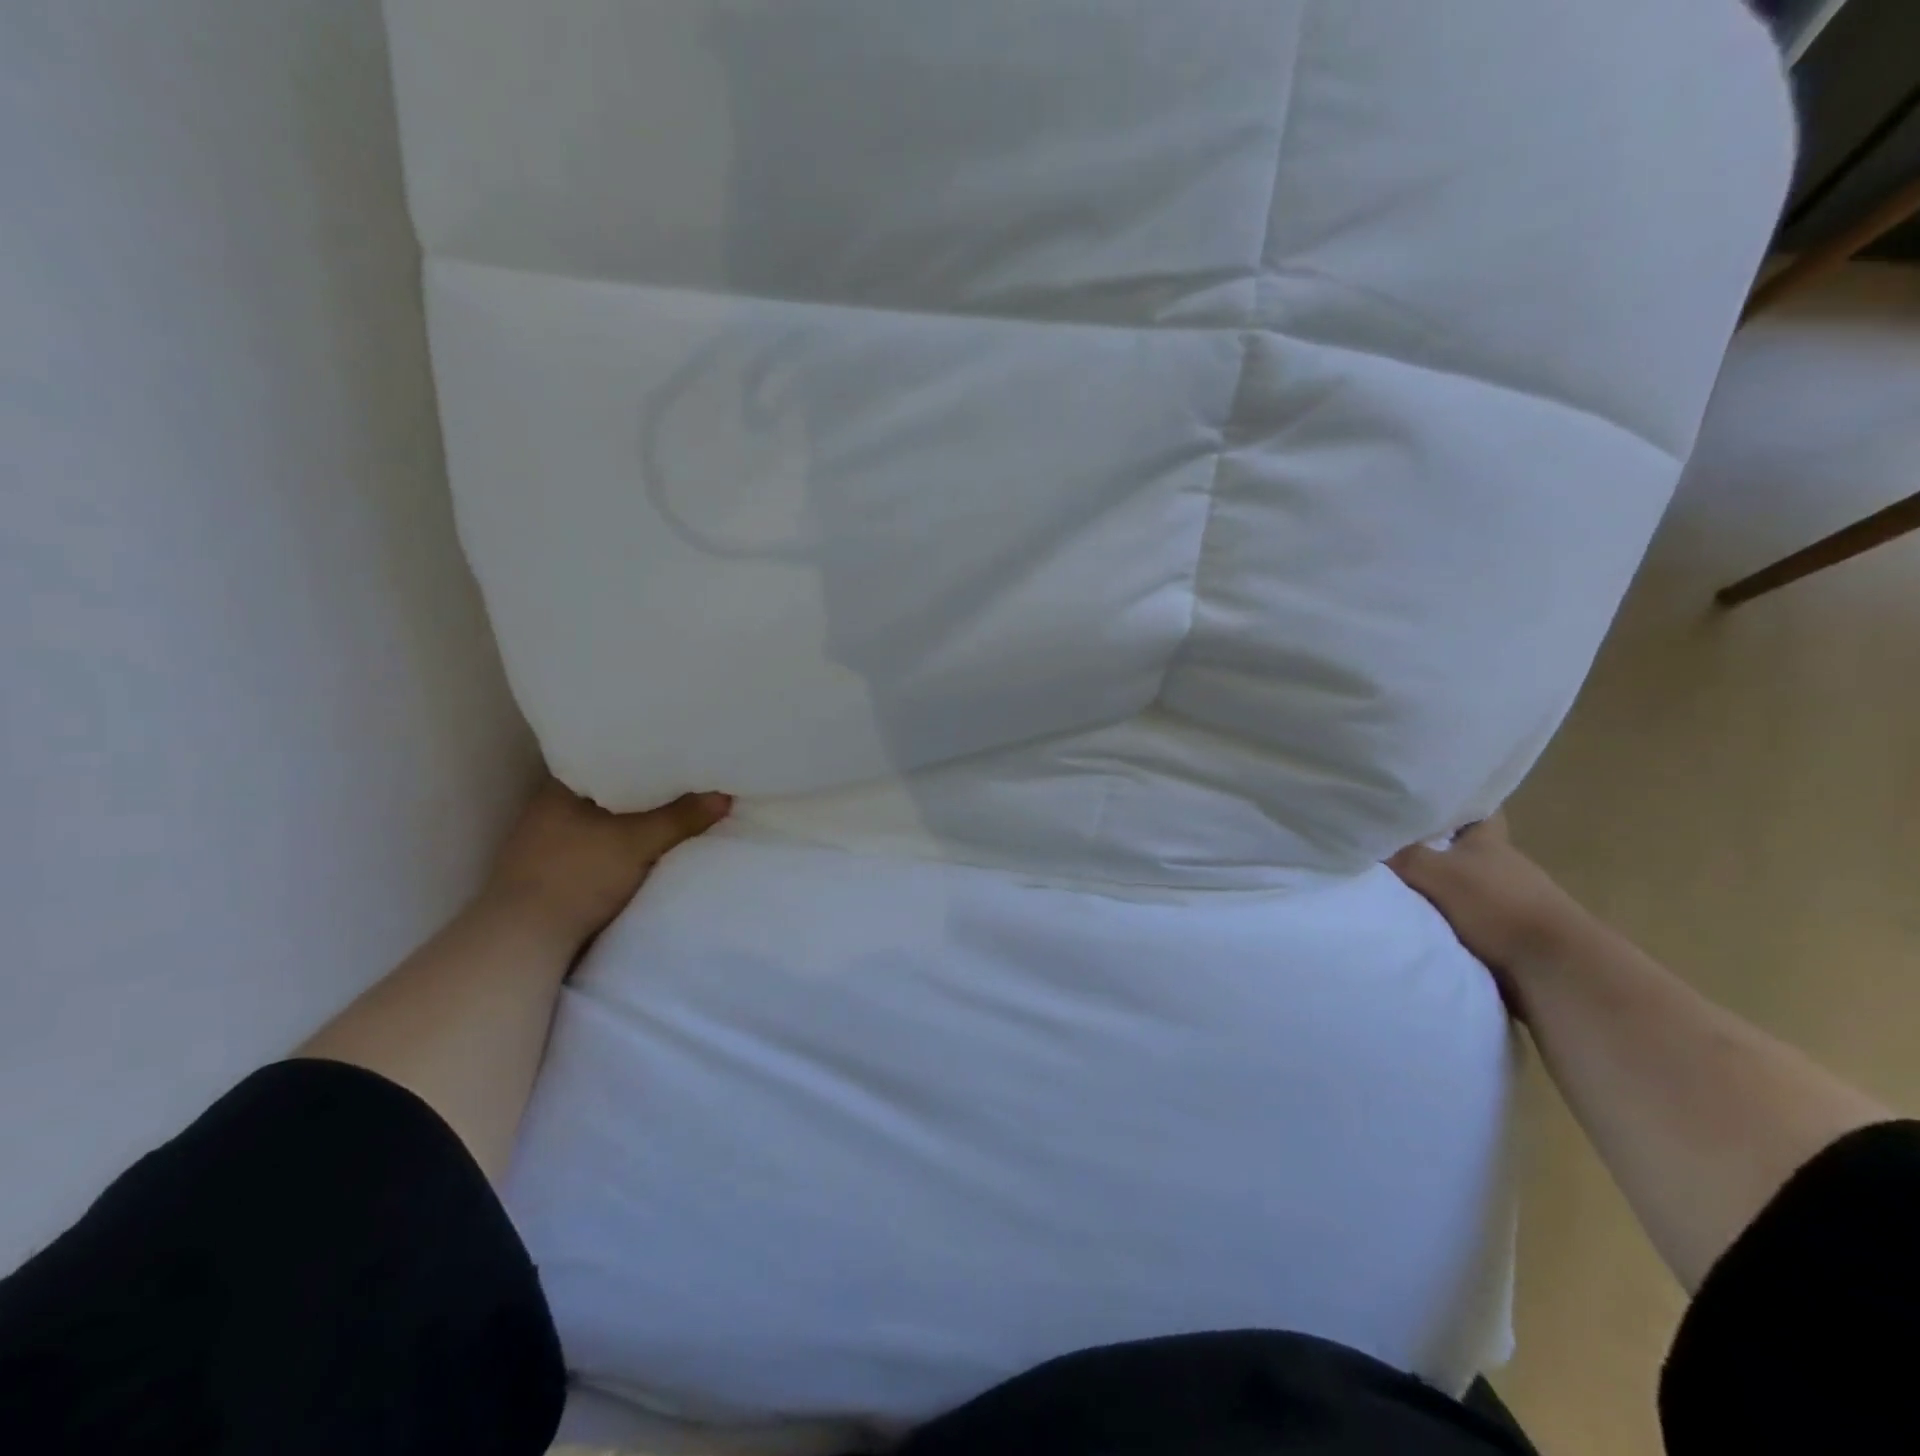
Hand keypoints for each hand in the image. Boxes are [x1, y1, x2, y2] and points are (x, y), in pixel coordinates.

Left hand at [484, 777, 731, 946]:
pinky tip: (643, 847)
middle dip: (641, 791)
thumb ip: (681, 818)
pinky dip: (619, 845)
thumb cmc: (577, 876)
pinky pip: (595, 847)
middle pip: (606, 792)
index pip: (605, 759)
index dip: (640, 756)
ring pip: (600, 821)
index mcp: (559, 790)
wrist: (525, 940)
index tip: (673, 754)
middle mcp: (547, 810)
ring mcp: (545, 844)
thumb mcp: (638, 842)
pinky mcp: (550, 874)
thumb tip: (724, 796)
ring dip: (629, 821)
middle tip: (683, 782)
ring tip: (671, 812)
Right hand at [1388, 814, 1590, 997]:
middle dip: (1431, 847)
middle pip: (1462, 849)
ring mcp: (1506, 901)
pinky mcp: (1506, 934)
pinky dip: (1443, 918)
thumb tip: (1364, 840)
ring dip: (1436, 887)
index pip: (1475, 810)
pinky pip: (1464, 917)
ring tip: (1394, 887)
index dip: (1452, 802)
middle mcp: (1500, 866)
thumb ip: (1401, 856)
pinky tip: (1418, 922)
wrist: (1553, 969)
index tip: (1422, 799)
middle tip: (1389, 844)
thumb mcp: (1435, 872)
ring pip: (1462, 884)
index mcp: (1489, 842)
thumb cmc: (1496, 906)